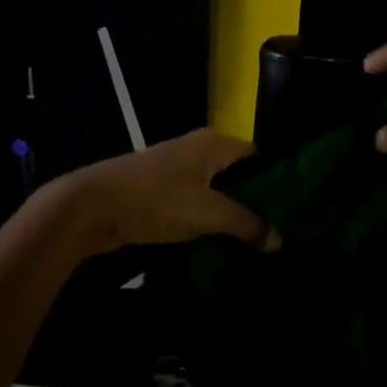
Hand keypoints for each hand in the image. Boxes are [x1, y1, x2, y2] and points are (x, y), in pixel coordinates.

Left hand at [52, 129, 269, 254]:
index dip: (278, 181)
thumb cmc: (156, 201)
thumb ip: (247, 224)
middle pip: (239, 174)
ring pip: (217, 190)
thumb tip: (279, 239)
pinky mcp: (161, 189)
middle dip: (256, 202)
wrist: (91, 207)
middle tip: (278, 233)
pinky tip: (222, 243)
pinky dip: (209, 220)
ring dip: (232, 214)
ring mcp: (177, 168)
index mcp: (215, 143)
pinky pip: (197, 202)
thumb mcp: (208, 214)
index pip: (259, 156)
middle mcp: (198, 148)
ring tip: (256, 243)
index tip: (295, 211)